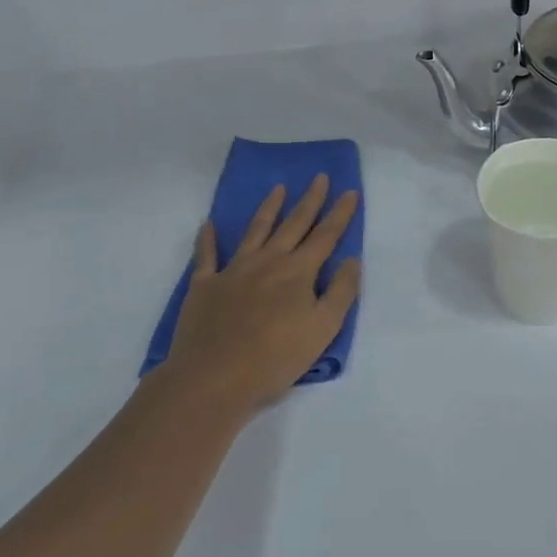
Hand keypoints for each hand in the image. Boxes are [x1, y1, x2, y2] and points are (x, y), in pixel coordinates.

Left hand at [149, 176, 361, 420]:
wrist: (212, 379)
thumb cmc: (275, 358)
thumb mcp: (324, 329)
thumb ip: (341, 292)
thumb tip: (351, 260)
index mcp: (299, 272)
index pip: (326, 236)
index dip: (340, 213)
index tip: (349, 191)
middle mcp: (268, 262)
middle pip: (294, 225)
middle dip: (310, 200)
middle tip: (319, 177)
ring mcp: (233, 271)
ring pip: (255, 231)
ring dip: (269, 208)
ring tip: (278, 188)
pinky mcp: (205, 286)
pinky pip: (207, 255)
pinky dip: (208, 239)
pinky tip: (209, 224)